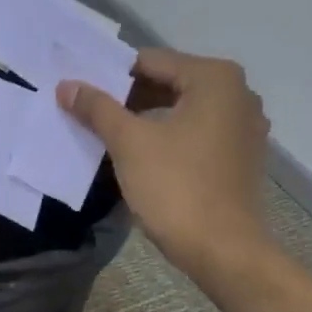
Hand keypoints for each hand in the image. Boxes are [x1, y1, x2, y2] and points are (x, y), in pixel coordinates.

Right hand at [57, 48, 271, 277]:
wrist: (224, 250)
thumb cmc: (177, 188)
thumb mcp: (129, 144)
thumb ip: (98, 109)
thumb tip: (67, 86)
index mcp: (215, 78)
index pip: (151, 61)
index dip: (111, 76)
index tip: (82, 93)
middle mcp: (239, 94)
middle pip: (170, 83)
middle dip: (129, 99)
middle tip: (90, 115)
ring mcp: (245, 127)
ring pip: (184, 111)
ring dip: (148, 120)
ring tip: (110, 136)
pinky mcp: (242, 157)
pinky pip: (199, 135)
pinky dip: (171, 138)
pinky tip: (144, 157)